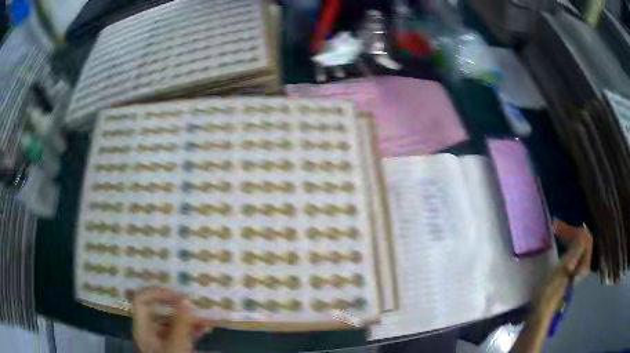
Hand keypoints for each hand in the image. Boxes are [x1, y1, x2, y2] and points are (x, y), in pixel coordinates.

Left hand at [132, 287, 212, 352]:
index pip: (142, 300)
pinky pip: (181, 332)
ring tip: (209, 318)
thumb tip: (186, 301)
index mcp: (143, 329)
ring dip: (191, 318)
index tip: (181, 297)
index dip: (158, 293)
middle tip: (199, 305)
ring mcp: (162, 340)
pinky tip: (206, 327)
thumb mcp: (177, 349)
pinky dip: (193, 328)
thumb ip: (180, 326)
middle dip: (181, 306)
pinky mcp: (173, 347)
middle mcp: (150, 332)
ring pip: (173, 322)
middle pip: (160, 310)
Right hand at [510, 220, 592, 352]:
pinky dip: (566, 243)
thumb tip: (582, 232)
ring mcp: (576, 268)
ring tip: (556, 232)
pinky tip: (559, 243)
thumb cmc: (551, 291)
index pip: (585, 238)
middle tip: (555, 226)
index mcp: (584, 263)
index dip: (574, 229)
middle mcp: (583, 264)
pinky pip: (572, 251)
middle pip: (582, 240)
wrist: (541, 311)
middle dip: (570, 231)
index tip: (559, 226)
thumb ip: (575, 251)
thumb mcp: (563, 270)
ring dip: (568, 236)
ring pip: (577, 245)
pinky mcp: (569, 271)